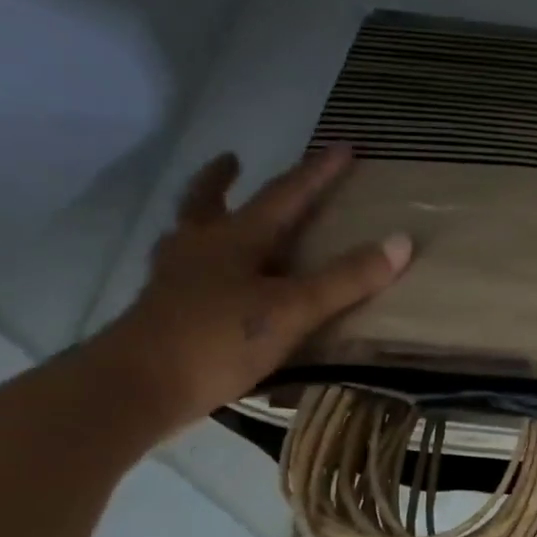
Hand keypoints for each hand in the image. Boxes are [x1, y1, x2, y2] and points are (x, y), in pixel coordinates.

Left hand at [90, 146, 409, 436]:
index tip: (342, 147)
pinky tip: (204, 284)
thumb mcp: (293, 309)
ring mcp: (173, 280)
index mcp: (235, 238)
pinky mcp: (160, 313)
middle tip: (232, 160)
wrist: (135, 389)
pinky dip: (193, 264)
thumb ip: (346, 279)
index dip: (317, 172)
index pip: (285, 194)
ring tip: (211, 218)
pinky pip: (181, 273)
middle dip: (224, 180)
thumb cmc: (218, 339)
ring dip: (201, 217)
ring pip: (187, 235)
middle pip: (209, 202)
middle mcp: (200, 248)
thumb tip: (401, 241)